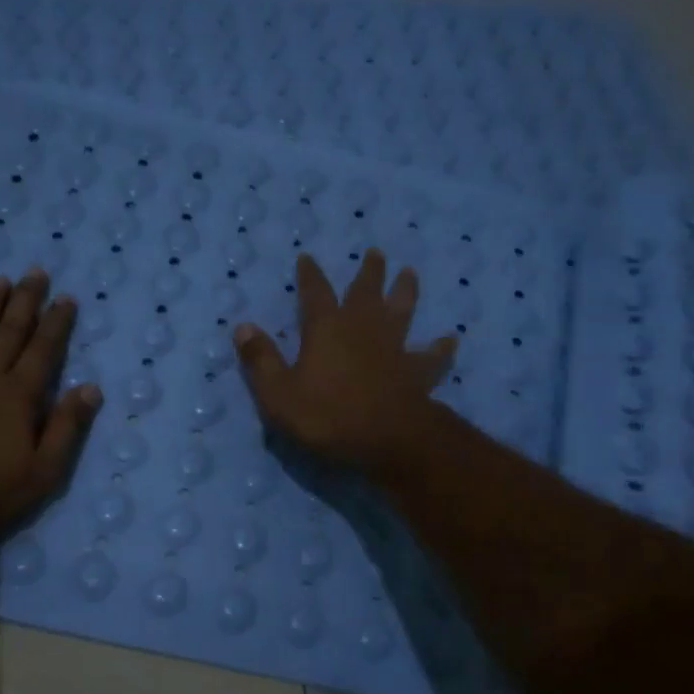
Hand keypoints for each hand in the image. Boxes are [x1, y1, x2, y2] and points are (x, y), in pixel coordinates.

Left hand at [0, 269, 101, 540]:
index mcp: (20, 394)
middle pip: (11, 329)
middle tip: (36, 272)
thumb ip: (67, 427)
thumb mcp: (44, 472)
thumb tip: (90, 388)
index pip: (44, 348)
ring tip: (1, 280)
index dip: (57, 322)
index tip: (66, 298)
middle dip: (26, 299)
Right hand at [233, 249, 456, 479]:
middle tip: (375, 253)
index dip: (310, 275)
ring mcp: (395, 347)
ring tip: (410, 273)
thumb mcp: (278, 394)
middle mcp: (363, 328)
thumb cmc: (328, 416)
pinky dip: (441, 347)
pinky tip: (450, 339)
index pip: (315, 292)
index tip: (307, 258)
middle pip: (366, 291)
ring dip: (406, 291)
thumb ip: (261, 360)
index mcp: (326, 329)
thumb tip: (242, 326)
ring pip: (403, 310)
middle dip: (369, 271)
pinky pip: (432, 355)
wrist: (388, 440)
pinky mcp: (418, 371)